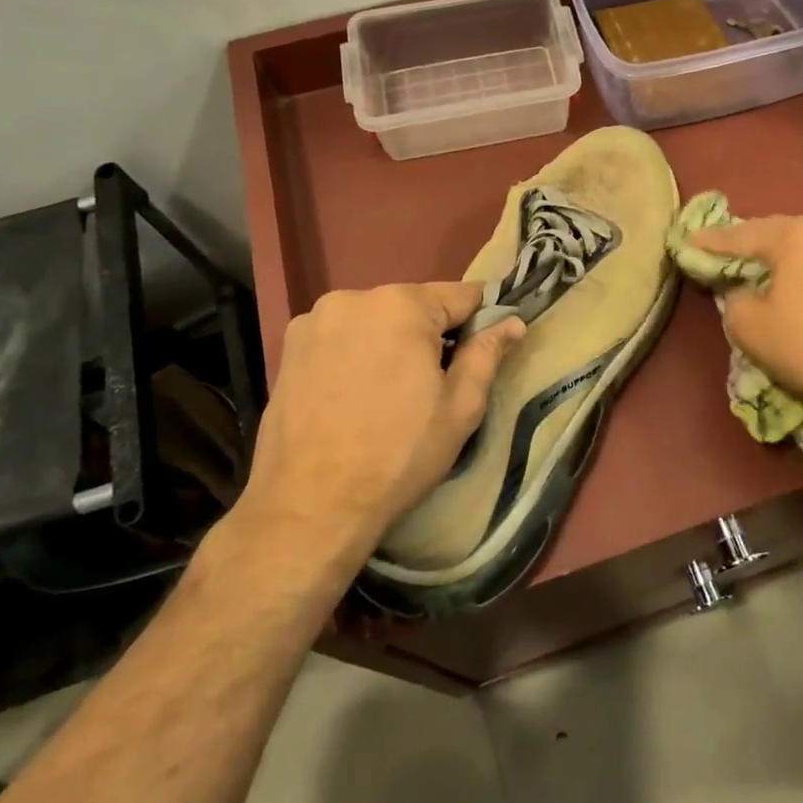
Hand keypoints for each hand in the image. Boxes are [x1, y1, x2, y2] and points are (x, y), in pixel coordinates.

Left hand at [232, 282, 524, 559]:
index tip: (488, 348)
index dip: (482, 319)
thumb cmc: (399, 455)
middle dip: (433, 334)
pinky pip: (342, 337)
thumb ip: (487, 353)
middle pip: (414, 306)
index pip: (461, 295)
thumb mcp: (461, 407)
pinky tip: (356, 395)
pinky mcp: (288, 347)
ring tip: (392, 393)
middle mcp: (354, 297)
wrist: (309, 506)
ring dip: (392, 343)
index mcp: (401, 305)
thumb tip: (513, 322)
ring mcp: (314, 321)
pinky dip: (357, 354)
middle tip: (437, 383)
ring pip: (375, 321)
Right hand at [686, 216, 802, 430]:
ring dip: (782, 262)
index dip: (710, 242)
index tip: (688, 243)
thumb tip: (743, 292)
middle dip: (750, 246)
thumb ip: (733, 298)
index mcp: (796, 235)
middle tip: (724, 256)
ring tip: (761, 275)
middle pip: (778, 235)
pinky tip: (799, 293)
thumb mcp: (749, 325)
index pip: (741, 234)